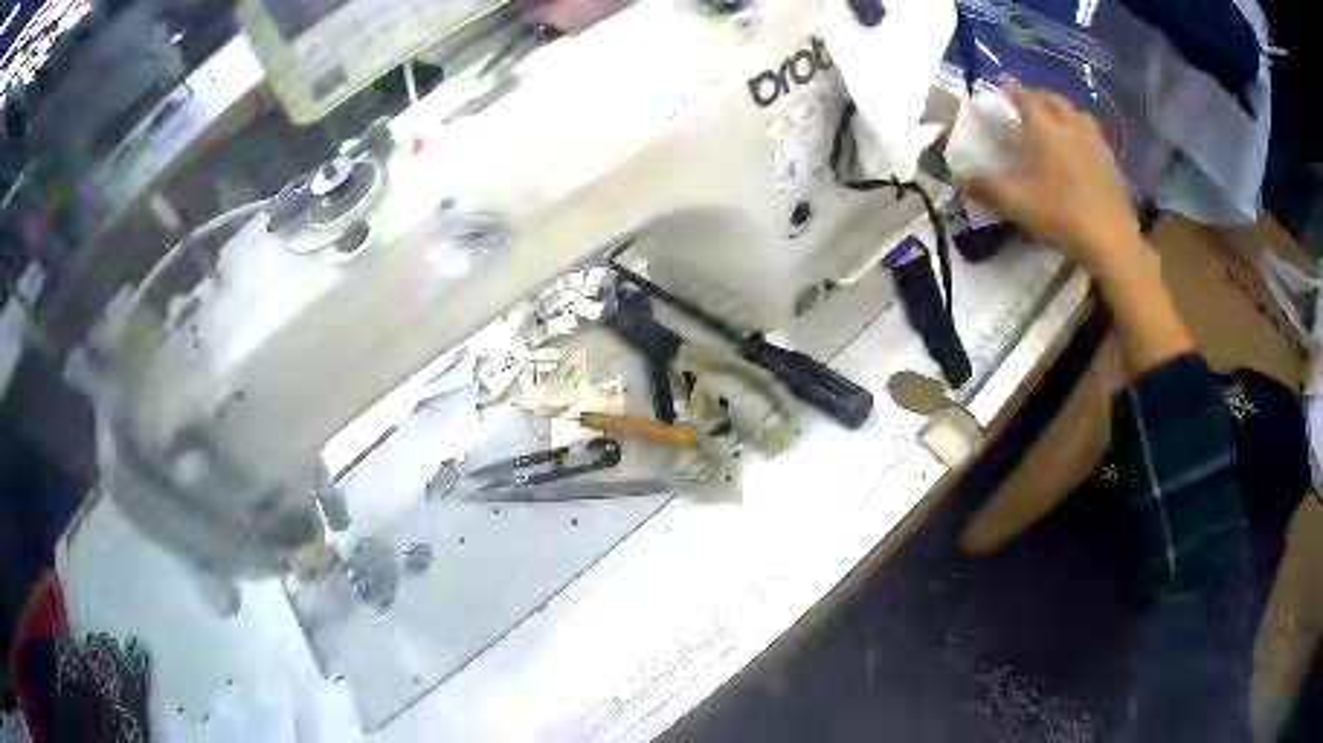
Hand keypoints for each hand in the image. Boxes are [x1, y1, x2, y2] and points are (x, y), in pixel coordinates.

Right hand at [957, 82, 1139, 273]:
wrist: (1111, 239)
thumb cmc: (1062, 216)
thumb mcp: (1018, 204)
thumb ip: (986, 188)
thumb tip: (956, 180)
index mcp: (1044, 128)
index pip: (1023, 97)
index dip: (1010, 89)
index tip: (1001, 86)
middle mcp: (1068, 125)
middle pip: (1051, 98)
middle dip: (1036, 95)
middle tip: (1026, 102)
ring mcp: (1093, 141)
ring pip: (1075, 111)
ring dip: (1061, 109)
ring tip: (1054, 119)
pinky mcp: (1109, 159)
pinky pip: (1092, 131)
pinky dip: (1081, 128)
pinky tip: (1080, 143)